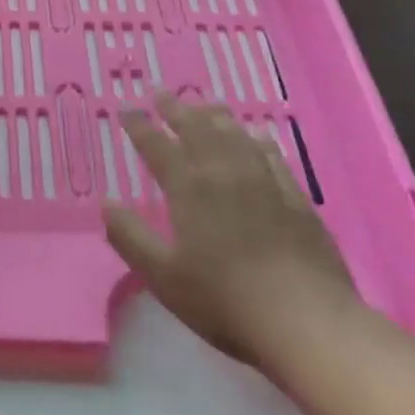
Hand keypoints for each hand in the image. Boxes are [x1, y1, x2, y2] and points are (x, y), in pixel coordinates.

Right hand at [105, 92, 361, 368]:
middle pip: (198, 130)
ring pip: (236, 136)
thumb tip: (107, 204)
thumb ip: (130, 237)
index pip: (157, 146)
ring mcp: (265, 183)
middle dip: (176, 109)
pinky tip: (257, 138)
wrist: (307, 322)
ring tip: (205, 105)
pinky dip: (257, 140)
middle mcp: (226, 174)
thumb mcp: (162, 276)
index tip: (126, 109)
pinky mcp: (296, 200)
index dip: (139, 126)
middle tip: (161, 93)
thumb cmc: (224, 300)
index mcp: (190, 188)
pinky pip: (272, 156)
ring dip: (215, 117)